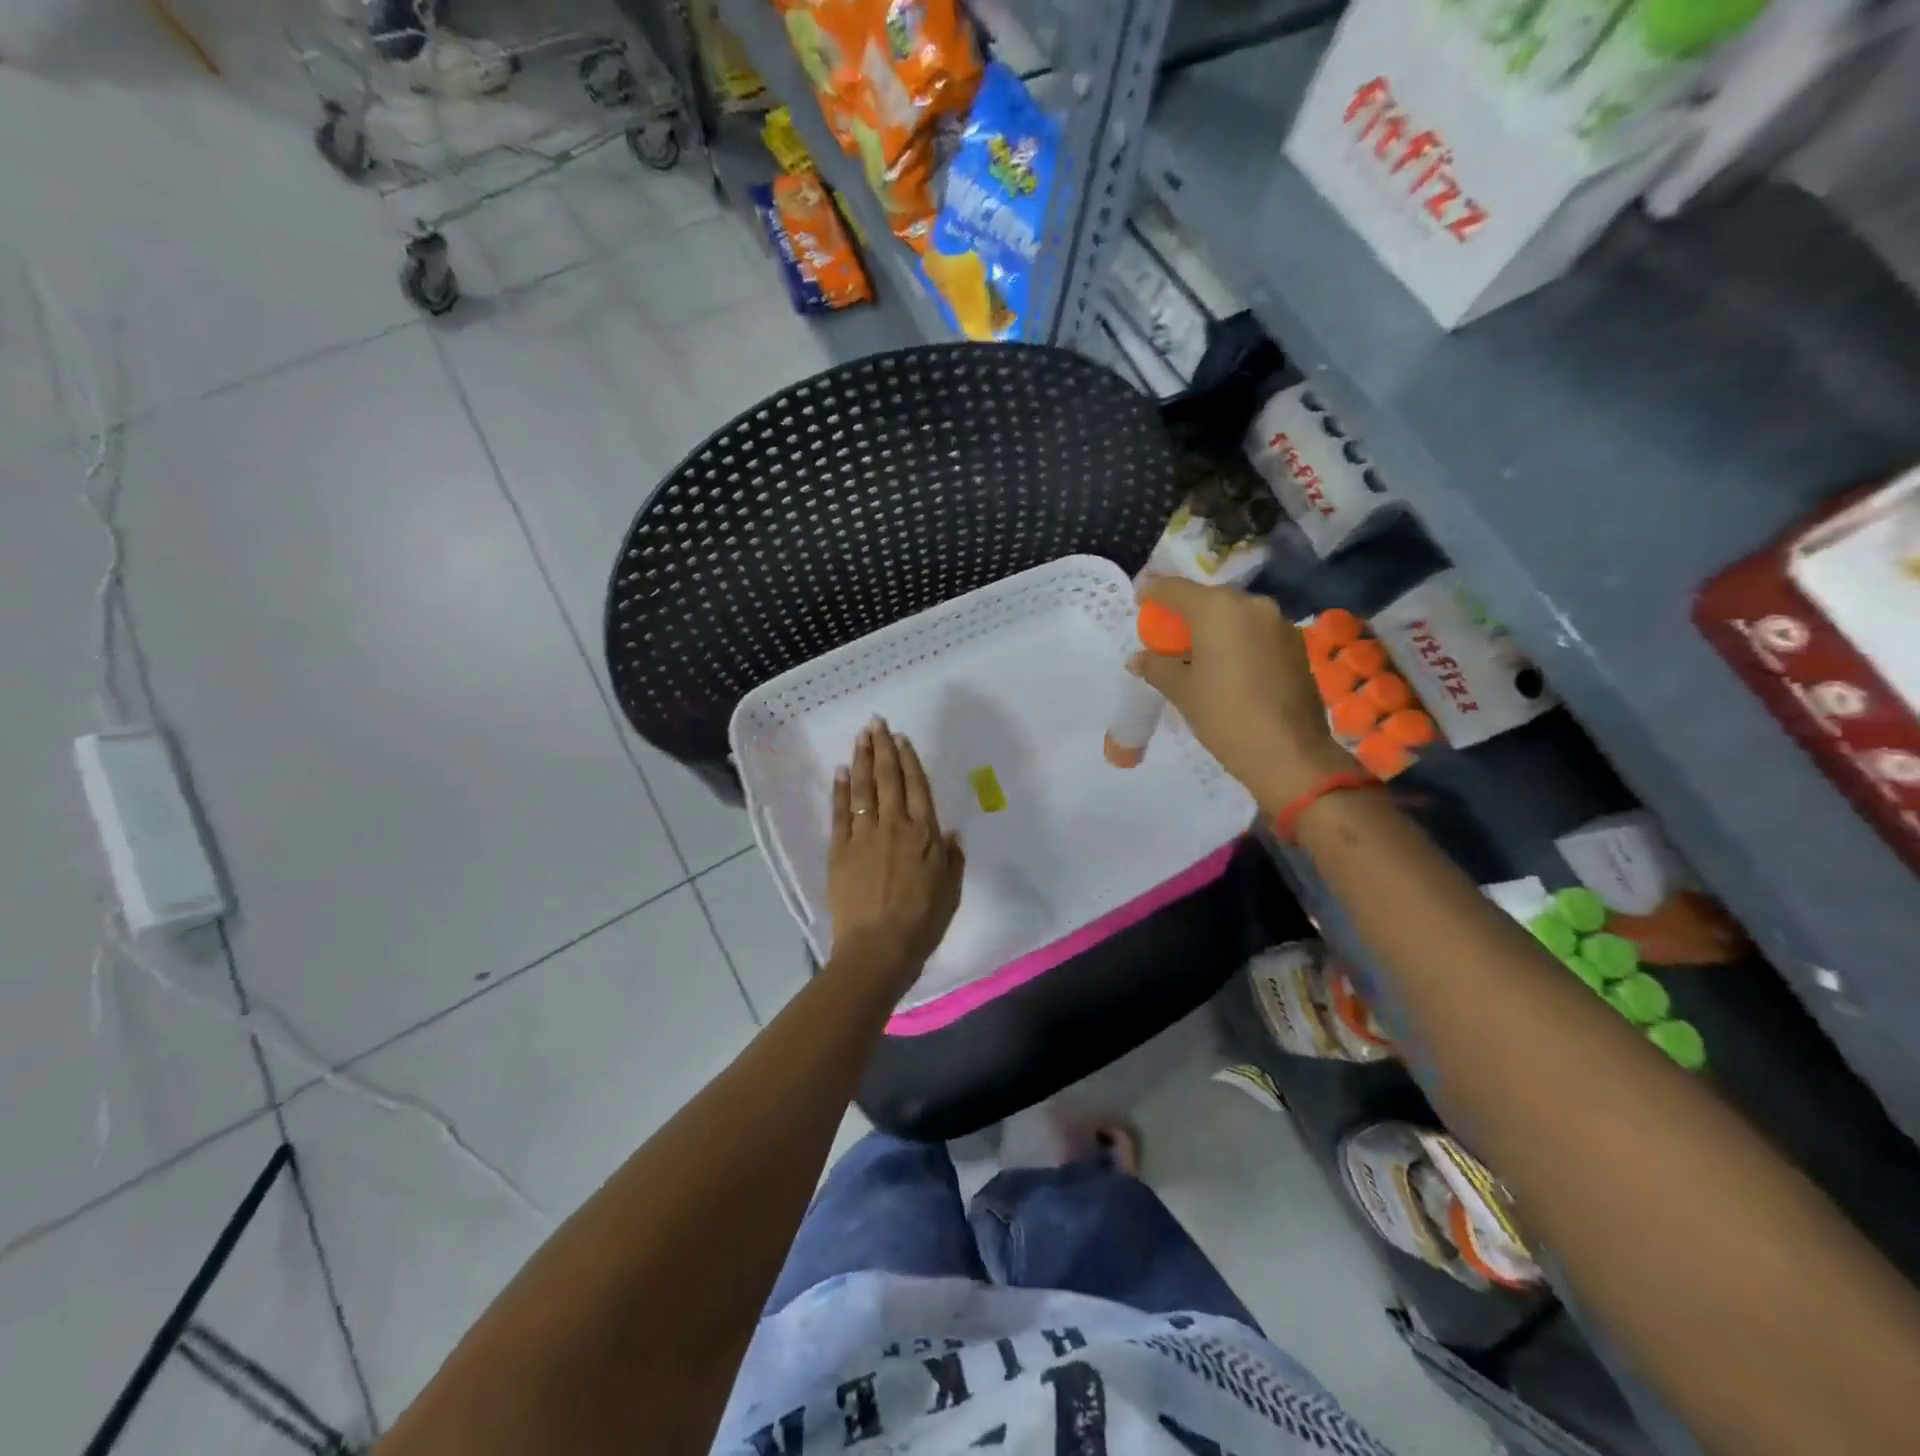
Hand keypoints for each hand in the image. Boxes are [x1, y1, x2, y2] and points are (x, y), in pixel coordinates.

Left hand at [827, 719, 965, 990]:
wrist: (878, 947)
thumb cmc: (922, 922)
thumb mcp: (950, 890)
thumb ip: (951, 858)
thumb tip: (949, 832)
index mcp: (924, 833)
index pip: (916, 786)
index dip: (908, 759)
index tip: (901, 738)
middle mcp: (894, 825)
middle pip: (888, 778)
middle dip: (883, 747)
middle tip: (877, 723)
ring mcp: (864, 835)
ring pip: (863, 788)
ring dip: (862, 759)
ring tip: (860, 736)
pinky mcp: (840, 849)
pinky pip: (840, 811)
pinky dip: (840, 789)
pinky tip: (841, 771)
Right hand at [1132, 577, 1357, 811]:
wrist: (1289, 753)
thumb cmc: (1225, 717)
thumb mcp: (1182, 692)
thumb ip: (1157, 667)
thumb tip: (1139, 659)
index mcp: (1218, 609)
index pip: (1175, 588)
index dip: (1153, 593)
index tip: (1139, 604)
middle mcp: (1251, 605)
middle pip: (1208, 600)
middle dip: (1185, 614)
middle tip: (1167, 637)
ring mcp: (1279, 623)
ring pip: (1235, 616)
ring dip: (1214, 629)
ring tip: (1197, 656)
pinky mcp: (1295, 644)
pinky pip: (1256, 632)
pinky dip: (1237, 641)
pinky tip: (1228, 668)